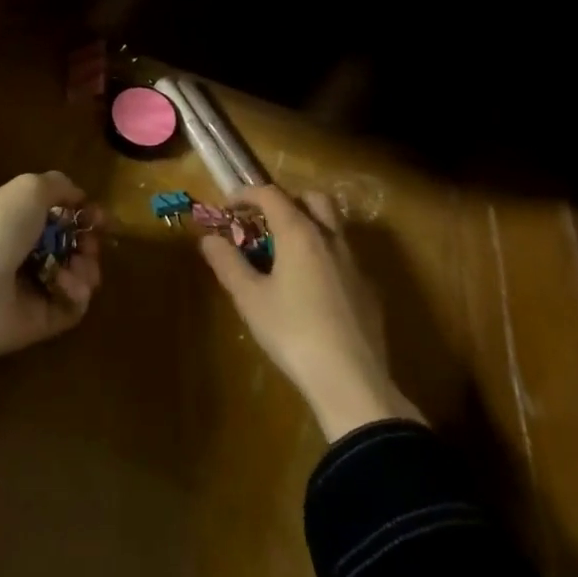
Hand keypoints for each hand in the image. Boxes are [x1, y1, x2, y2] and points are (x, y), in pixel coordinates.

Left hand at [0, 172, 102, 370]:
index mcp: (16, 219)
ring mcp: (33, 288)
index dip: (82, 213)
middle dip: (89, 243)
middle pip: (72, 246)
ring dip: (87, 268)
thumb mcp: (28, 189)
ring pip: (77, 275)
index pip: (58, 215)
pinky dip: (76, 294)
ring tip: (78, 268)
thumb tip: (79, 196)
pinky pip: (72, 306)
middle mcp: (25, 252)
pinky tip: (65, 286)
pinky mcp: (42, 321)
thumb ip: (58, 185)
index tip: (100, 216)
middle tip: (90, 245)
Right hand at [199, 186, 420, 441]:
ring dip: (310, 227)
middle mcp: (330, 238)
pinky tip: (314, 290)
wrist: (353, 382)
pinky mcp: (369, 292)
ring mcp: (355, 264)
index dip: (247, 194)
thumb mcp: (250, 300)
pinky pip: (345, 259)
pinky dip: (326, 259)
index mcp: (299, 232)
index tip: (229, 206)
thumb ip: (228, 264)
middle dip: (288, 201)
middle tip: (267, 222)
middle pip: (313, 199)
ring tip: (288, 256)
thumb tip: (208, 239)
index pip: (271, 194)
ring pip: (334, 227)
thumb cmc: (294, 333)